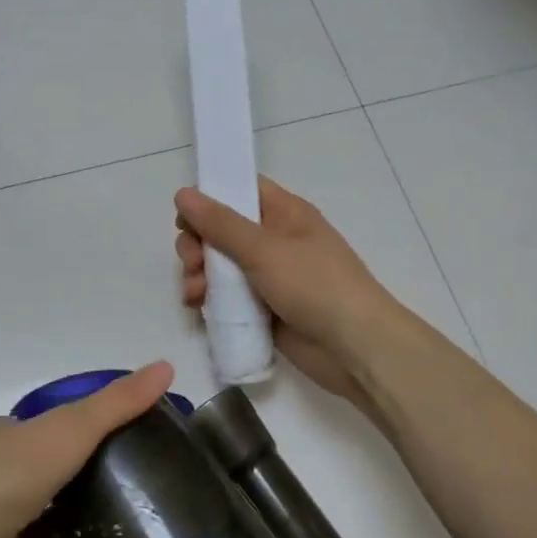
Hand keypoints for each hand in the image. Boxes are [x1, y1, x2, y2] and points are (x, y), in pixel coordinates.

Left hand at [0, 362, 173, 537]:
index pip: (48, 425)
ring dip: (87, 521)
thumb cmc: (5, 477)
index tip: (133, 433)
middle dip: (92, 476)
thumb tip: (167, 366)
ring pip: (52, 520)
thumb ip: (116, 404)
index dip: (87, 426)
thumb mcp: (68, 428)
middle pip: (52, 473)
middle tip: (147, 479)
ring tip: (144, 519)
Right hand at [175, 179, 399, 405]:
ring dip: (199, 274)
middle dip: (198, 244)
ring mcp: (268, 276)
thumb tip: (183, 194)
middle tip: (192, 263)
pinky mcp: (263, 308)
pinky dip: (210, 298)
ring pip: (220, 265)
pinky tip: (198, 308)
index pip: (241, 190)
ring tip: (194, 294)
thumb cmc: (314, 285)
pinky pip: (227, 295)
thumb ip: (220, 223)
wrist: (354, 347)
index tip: (184, 217)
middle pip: (222, 230)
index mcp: (284, 213)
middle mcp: (274, 240)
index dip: (210, 198)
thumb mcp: (263, 248)